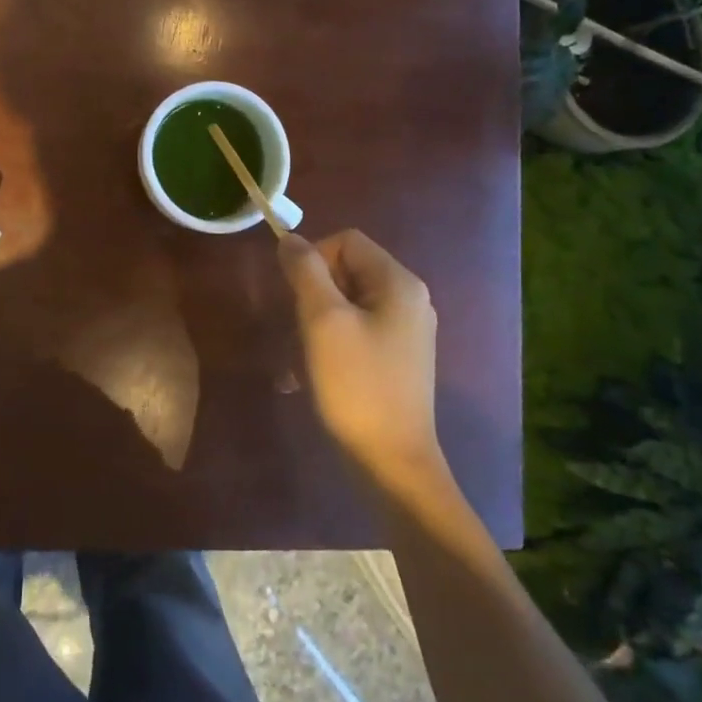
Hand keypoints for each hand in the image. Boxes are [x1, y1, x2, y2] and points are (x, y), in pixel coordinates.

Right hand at [278, 230, 442, 487]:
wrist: (392, 462)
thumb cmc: (356, 385)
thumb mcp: (323, 320)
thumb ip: (305, 271)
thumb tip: (290, 239)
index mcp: (399, 283)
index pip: (347, 241)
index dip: (314, 258)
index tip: (297, 297)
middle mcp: (410, 299)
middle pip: (349, 269)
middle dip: (315, 292)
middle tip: (301, 328)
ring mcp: (407, 330)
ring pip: (349, 301)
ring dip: (318, 319)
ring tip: (304, 355)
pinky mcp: (399, 357)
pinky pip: (358, 328)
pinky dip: (333, 340)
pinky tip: (316, 371)